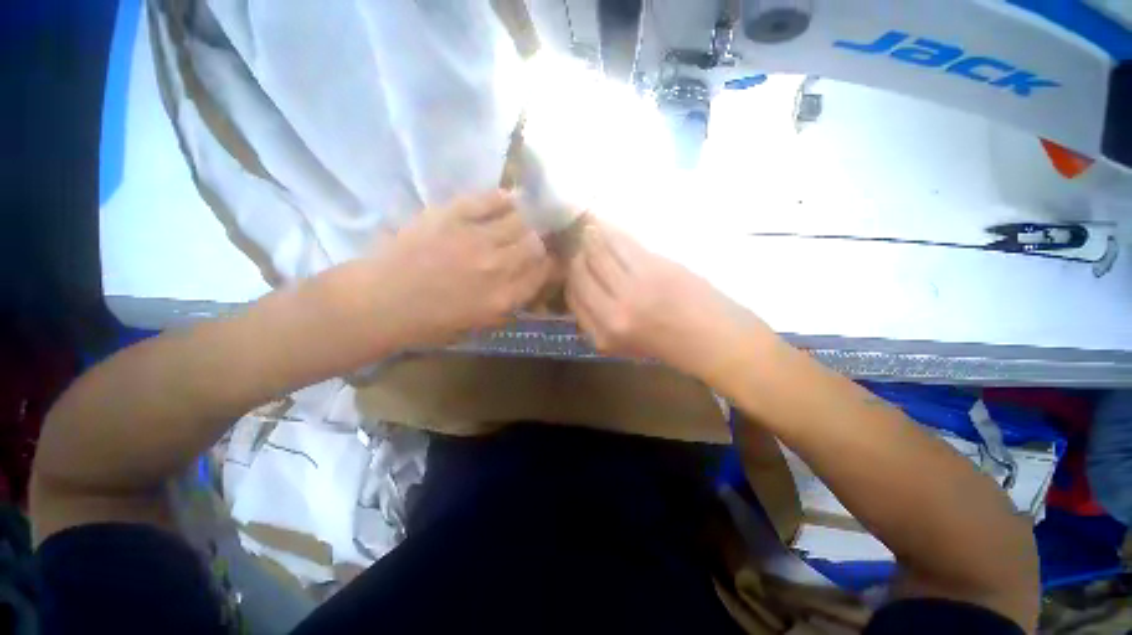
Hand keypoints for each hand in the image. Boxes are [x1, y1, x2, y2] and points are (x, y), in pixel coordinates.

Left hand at [372, 190, 550, 346]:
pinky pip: (490, 200)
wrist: (381, 302)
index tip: (548, 261)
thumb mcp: (481, 323)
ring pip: (520, 220)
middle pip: (536, 243)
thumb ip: (511, 301)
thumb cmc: (431, 323)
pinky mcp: (452, 215)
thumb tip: (531, 282)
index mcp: (504, 297)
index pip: (545, 272)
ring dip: (524, 222)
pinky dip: (503, 200)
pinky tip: (507, 203)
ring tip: (520, 223)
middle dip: (540, 243)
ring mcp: (475, 238)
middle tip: (534, 242)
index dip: (552, 264)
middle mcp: (497, 266)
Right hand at [565, 222, 767, 379]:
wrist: (715, 340)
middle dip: (575, 255)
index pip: (572, 296)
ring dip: (590, 238)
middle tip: (577, 243)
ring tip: (590, 230)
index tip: (572, 265)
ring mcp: (633, 287)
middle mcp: (612, 311)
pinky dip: (610, 231)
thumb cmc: (670, 346)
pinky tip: (606, 226)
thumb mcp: (624, 346)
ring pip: (596, 252)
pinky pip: (621, 242)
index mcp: (603, 335)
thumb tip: (580, 287)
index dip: (569, 277)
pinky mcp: (653, 267)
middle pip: (579, 272)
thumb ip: (597, 321)